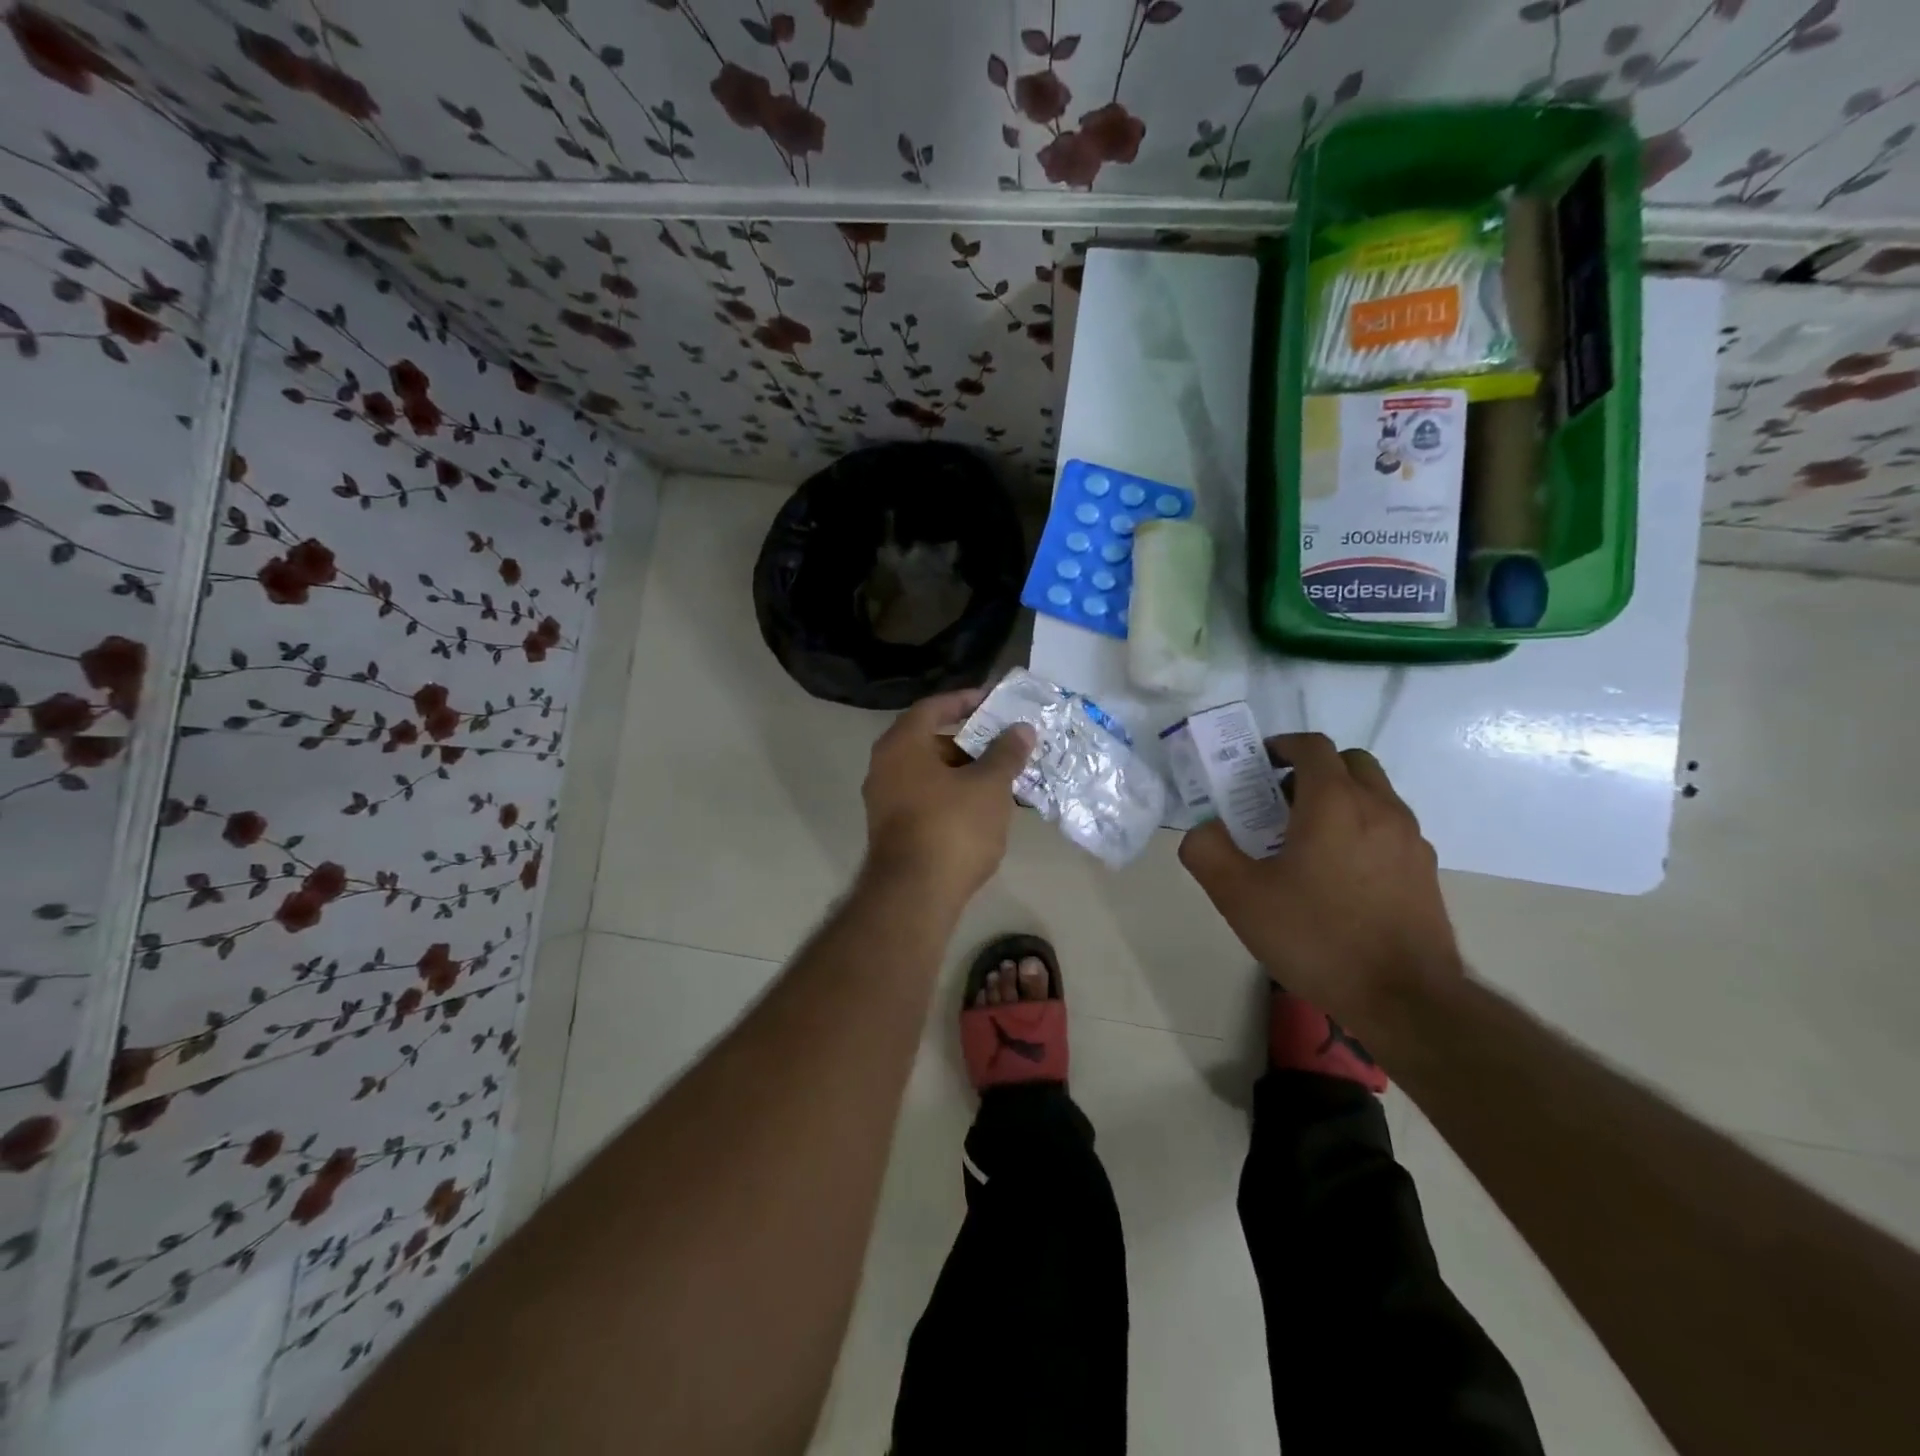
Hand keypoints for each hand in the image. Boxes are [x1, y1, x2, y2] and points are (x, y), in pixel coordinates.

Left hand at [861, 688, 1035, 906]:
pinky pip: (925, 799)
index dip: (965, 700)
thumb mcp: (989, 785)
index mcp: (902, 744)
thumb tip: (1021, 729)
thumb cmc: (952, 827)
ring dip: (963, 772)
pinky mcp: (891, 830)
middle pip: (929, 740)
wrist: (914, 895)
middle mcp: (884, 766)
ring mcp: (884, 801)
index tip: (993, 702)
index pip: (933, 707)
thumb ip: (1006, 753)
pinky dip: (951, 796)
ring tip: (1001, 779)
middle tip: (1004, 745)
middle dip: (969, 741)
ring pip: (929, 773)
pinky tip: (981, 810)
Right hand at [1178, 733, 1462, 1030]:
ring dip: (1340, 799)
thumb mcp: (1239, 897)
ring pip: (1374, 795)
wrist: (1404, 999)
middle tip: (1280, 802)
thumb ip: (1207, 852)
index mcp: (1334, 803)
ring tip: (1307, 841)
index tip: (1258, 765)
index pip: (1312, 747)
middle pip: (1350, 763)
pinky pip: (1389, 829)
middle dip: (1313, 769)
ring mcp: (1410, 840)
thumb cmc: (1316, 937)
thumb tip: (1203, 830)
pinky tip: (1339, 876)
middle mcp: (1379, 808)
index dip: (1282, 746)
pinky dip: (1362, 829)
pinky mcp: (1424, 871)